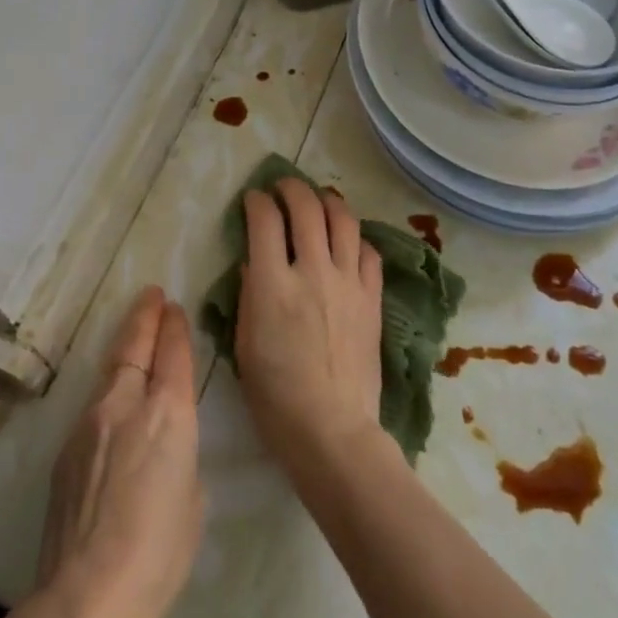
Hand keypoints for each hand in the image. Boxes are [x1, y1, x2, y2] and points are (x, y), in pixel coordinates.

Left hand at [34, 286, 203, 617]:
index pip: (173, 353)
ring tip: (133, 333)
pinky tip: (112, 404)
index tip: (175, 309)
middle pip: (134, 346)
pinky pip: (93, 405)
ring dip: (124, 347)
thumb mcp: (192, 500)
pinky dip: (107, 391)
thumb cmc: (158, 555)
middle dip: (145, 316)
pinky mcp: (65, 448)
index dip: (175, 327)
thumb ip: (180, 458)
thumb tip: (163, 448)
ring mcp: (89, 422)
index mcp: (168, 414)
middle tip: (152, 295)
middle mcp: (126, 404)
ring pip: (110, 371)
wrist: (85, 596)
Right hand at [236, 179, 386, 483]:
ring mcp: (348, 283)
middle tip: (282, 187)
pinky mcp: (372, 299)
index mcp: (273, 284)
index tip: (253, 199)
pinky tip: (348, 241)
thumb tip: (255, 261)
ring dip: (328, 201)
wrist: (332, 430)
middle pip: (306, 208)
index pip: (265, 220)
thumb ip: (249, 294)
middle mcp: (313, 271)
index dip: (257, 201)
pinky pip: (369, 253)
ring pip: (343, 220)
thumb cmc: (275, 396)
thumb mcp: (245, 344)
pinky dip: (356, 238)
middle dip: (291, 188)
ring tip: (319, 198)